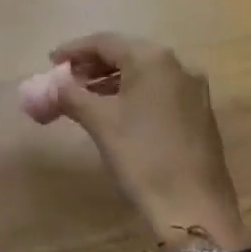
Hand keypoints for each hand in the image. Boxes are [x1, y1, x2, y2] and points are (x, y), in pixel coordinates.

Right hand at [49, 33, 250, 251]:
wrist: (195, 209)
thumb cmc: (142, 157)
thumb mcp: (100, 122)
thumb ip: (71, 95)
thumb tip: (52, 83)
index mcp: (152, 58)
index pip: (104, 42)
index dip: (74, 50)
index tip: (51, 62)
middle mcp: (177, 65)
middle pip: (126, 53)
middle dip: (92, 64)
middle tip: (66, 80)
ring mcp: (193, 89)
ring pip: (143, 72)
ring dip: (111, 79)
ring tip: (84, 96)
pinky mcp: (199, 112)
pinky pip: (158, 90)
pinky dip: (133, 93)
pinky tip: (115, 111)